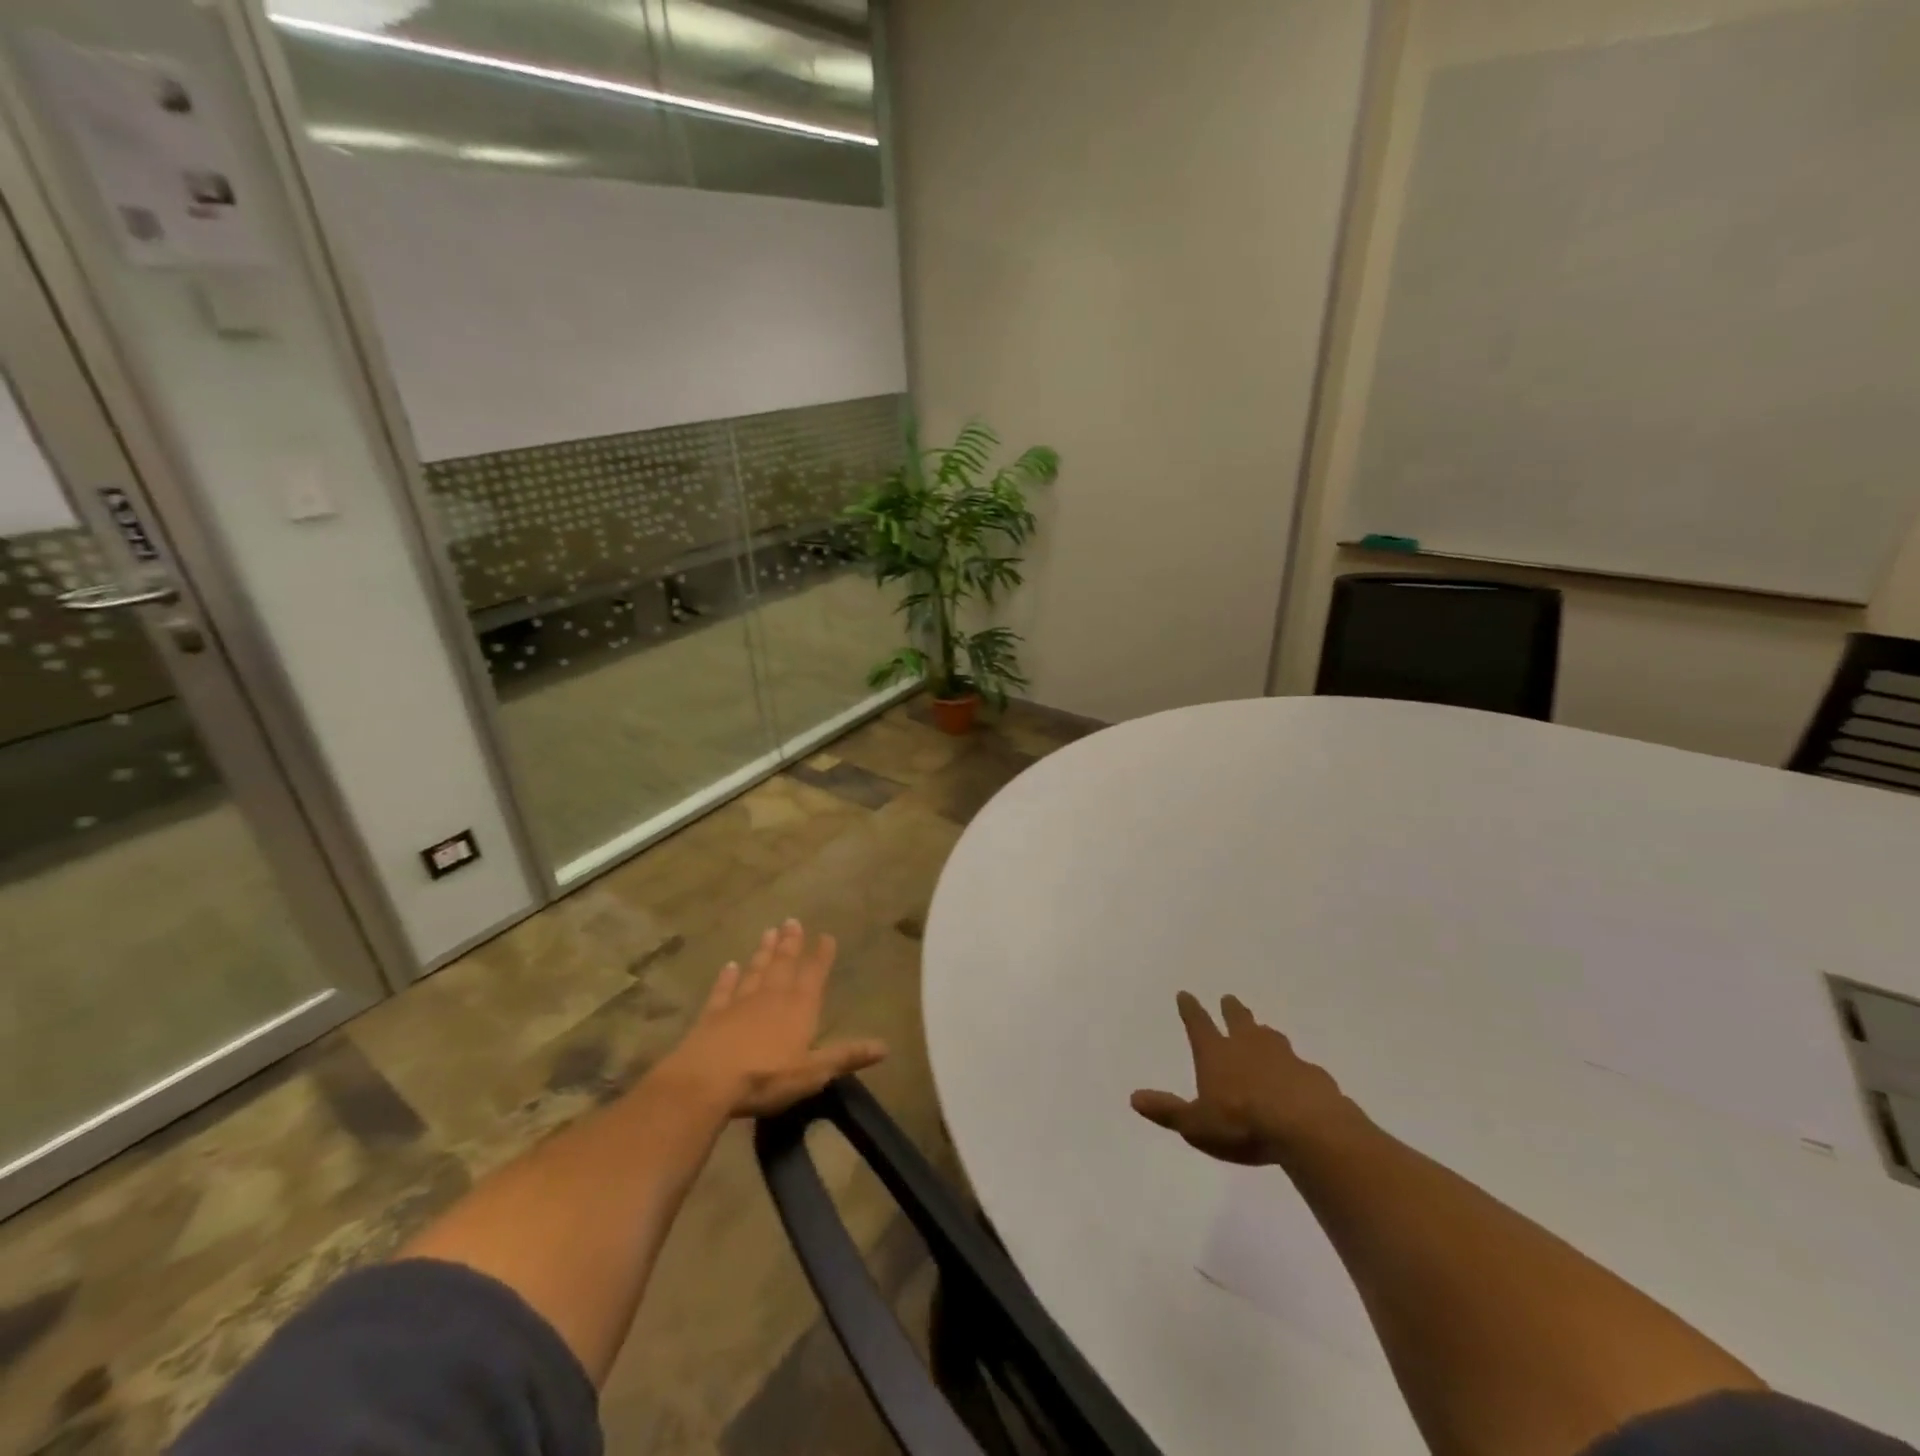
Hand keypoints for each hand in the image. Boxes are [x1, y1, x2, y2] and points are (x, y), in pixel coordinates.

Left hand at [657, 920, 887, 1118]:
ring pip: (755, 971)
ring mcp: (739, 1003)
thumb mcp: (813, 1072)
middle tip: (792, 921)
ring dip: (763, 952)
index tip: (826, 935)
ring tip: (768, 932)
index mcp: (799, 1008)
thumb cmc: (765, 1077)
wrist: (705, 1082)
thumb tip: (885, 1046)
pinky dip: (727, 977)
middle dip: (790, 943)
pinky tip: (729, 966)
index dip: (821, 956)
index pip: (814, 975)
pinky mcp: (712, 1016)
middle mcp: (771, 997)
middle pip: (783, 964)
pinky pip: (723, 990)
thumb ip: (846, 1056)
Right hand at [1131, 992, 1357, 1164]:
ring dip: (1263, 1032)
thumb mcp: (1196, 1125)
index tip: (1185, 994)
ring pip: (1270, 1036)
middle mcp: (1248, 1046)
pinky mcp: (1311, 1074)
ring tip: (1262, 1030)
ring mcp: (1283, 1057)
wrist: (1307, 1127)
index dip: (1190, 1009)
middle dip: (1231, 1009)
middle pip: (1237, 1020)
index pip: (1198, 1024)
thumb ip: (1168, 1111)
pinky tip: (1297, 1076)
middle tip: (1229, 998)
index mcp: (1216, 1054)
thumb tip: (1134, 1098)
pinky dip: (1293, 1066)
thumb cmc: (1242, 1124)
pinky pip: (1299, 1065)